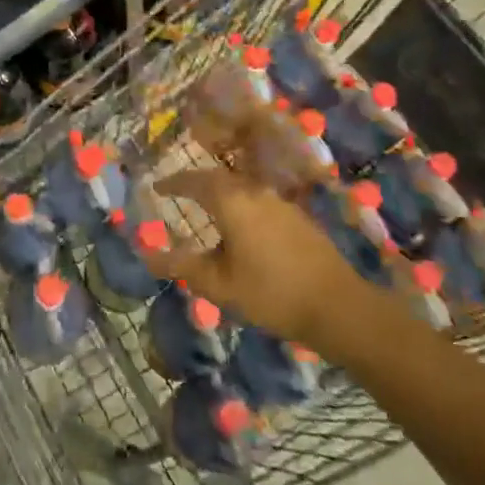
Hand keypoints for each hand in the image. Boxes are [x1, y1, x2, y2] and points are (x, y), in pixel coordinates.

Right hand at [142, 164, 363, 347]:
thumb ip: (181, 266)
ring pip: (242, 187)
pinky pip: (259, 200)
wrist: (337, 305)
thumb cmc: (271, 294)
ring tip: (208, 209)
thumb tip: (147, 253)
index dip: (173, 183)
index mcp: (232, 202)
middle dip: (197, 183)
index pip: (195, 182)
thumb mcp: (218, 285)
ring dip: (221, 193)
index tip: (157, 187)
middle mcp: (255, 192)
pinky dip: (242, 204)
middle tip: (179, 193)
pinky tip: (243, 226)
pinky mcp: (298, 217)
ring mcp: (280, 202)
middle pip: (220, 178)